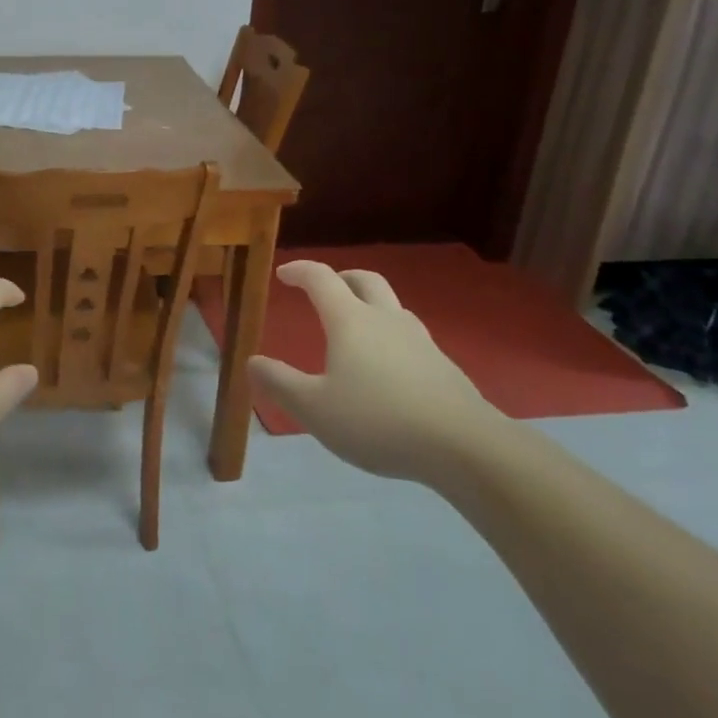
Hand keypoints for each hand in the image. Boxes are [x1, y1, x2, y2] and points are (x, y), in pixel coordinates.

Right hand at [247, 261, 505, 483]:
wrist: (465, 446)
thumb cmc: (379, 420)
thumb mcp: (315, 409)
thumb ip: (280, 383)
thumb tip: (252, 361)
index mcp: (350, 320)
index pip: (321, 279)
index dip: (300, 271)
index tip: (283, 274)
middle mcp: (385, 319)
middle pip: (364, 279)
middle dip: (341, 277)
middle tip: (325, 289)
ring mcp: (420, 340)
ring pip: (392, 306)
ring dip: (370, 305)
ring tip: (356, 328)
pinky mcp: (443, 366)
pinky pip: (410, 336)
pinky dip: (391, 337)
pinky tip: (388, 368)